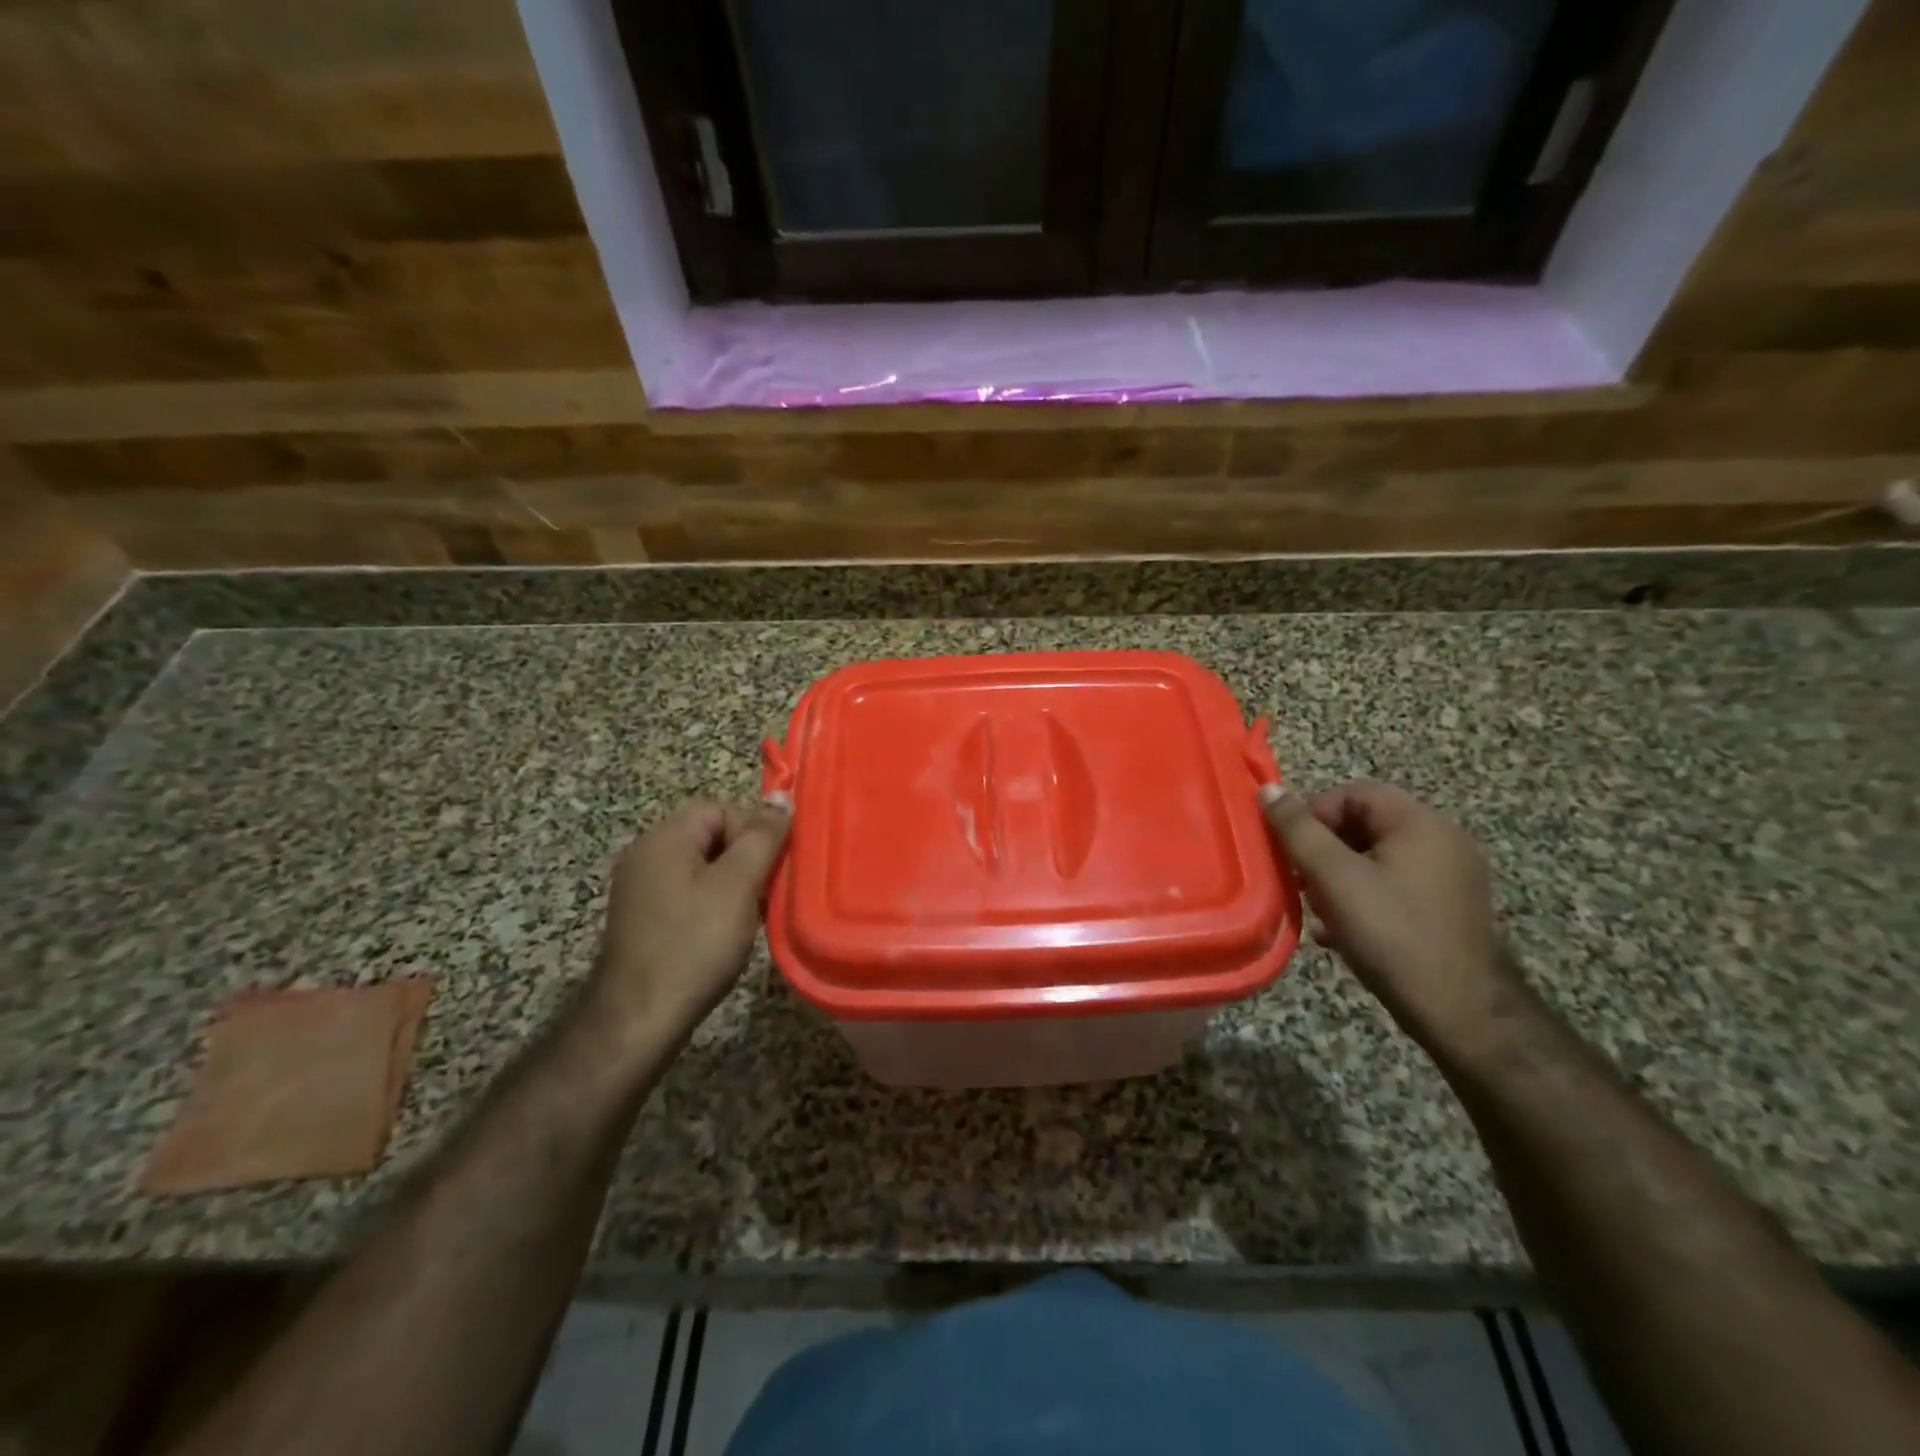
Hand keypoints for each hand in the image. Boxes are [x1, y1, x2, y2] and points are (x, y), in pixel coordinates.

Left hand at [589, 796, 791, 1044]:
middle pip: (710, 834)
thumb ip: (762, 838)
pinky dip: (712, 902)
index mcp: (664, 838)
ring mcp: (639, 887)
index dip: (752, 830)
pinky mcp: (642, 916)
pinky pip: (686, 891)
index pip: (720, 808)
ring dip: (732, 883)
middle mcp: (645, 853)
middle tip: (765, 891)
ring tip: (750, 914)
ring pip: (702, 865)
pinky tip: (724, 931)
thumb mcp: (738, 885)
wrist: (640, 1017)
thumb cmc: (695, 944)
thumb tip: (781, 798)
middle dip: (745, 858)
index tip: (770, 867)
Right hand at [1260, 780, 1523, 1058]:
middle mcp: (1442, 842)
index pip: (1354, 793)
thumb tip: (1269, 789)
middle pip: (1364, 825)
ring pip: (1374, 860)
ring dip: (1336, 878)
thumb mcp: (1335, 878)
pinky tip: (1338, 931)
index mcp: (1421, 825)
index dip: (1314, 813)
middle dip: (1322, 850)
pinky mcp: (1446, 911)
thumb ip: (1298, 831)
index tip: (1291, 850)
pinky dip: (1361, 899)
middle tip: (1298, 880)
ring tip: (1315, 909)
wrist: (1460, 1014)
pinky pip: (1392, 887)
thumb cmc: (1392, 935)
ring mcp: (1449, 879)